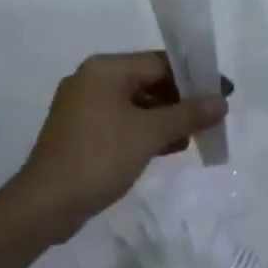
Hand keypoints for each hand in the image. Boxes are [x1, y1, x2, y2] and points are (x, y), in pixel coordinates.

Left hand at [14, 52, 228, 238]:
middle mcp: (92, 80)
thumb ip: (188, 114)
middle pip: (148, 80)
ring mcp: (83, 106)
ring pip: (136, 103)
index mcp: (105, 69)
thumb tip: (221, 101)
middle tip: (211, 117)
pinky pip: (122, 121)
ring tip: (194, 136)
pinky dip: (145, 130)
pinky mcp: (81, 132)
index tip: (223, 93)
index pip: (160, 62)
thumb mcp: (150, 134)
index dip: (195, 77)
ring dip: (165, 118)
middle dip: (181, 100)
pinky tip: (168, 148)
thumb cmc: (99, 157)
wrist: (44, 205)